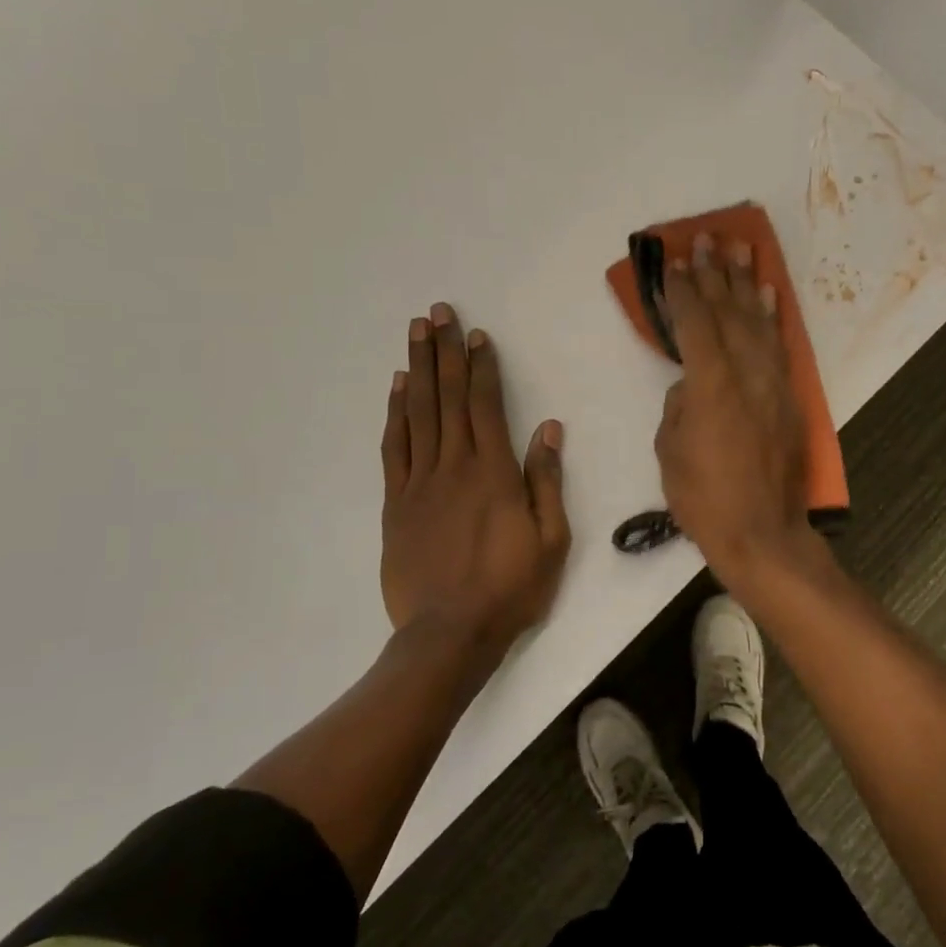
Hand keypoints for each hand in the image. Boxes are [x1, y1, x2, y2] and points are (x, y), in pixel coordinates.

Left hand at [380, 303, 570, 652]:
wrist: (449, 634)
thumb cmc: (510, 588)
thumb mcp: (550, 539)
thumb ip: (546, 480)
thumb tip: (547, 428)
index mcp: (494, 472)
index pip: (486, 405)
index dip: (481, 367)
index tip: (476, 334)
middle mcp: (454, 466)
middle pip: (448, 397)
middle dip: (444, 352)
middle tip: (437, 312)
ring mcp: (420, 483)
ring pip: (418, 413)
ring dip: (417, 369)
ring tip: (415, 333)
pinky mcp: (396, 503)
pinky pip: (394, 447)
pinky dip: (395, 413)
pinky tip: (397, 388)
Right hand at [655, 235, 814, 580]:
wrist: (762, 532)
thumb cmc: (704, 497)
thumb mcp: (671, 450)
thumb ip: (678, 406)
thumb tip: (690, 386)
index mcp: (712, 385)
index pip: (695, 324)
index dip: (683, 291)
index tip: (676, 263)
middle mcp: (747, 373)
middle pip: (729, 312)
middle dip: (715, 274)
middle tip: (708, 239)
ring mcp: (773, 383)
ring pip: (758, 322)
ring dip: (747, 283)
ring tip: (740, 249)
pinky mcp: (789, 398)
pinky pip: (779, 346)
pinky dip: (772, 317)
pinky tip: (768, 294)